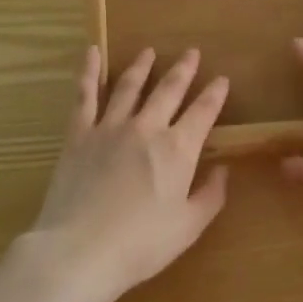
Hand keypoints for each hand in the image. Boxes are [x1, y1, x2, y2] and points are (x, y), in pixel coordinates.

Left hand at [28, 46, 229, 296]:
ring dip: (142, 66)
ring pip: (130, 86)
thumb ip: (210, 196)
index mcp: (177, 150)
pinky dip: (89, 71)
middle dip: (183, 70)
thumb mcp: (187, 227)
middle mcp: (147, 128)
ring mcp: (110, 126)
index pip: (203, 112)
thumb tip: (223, 170)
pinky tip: (91, 52)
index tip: (222, 79)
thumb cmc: (140, 245)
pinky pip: (85, 94)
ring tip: (149, 52)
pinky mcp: (79, 133)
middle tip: (192, 52)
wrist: (81, 250)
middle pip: (169, 90)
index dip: (215, 94)